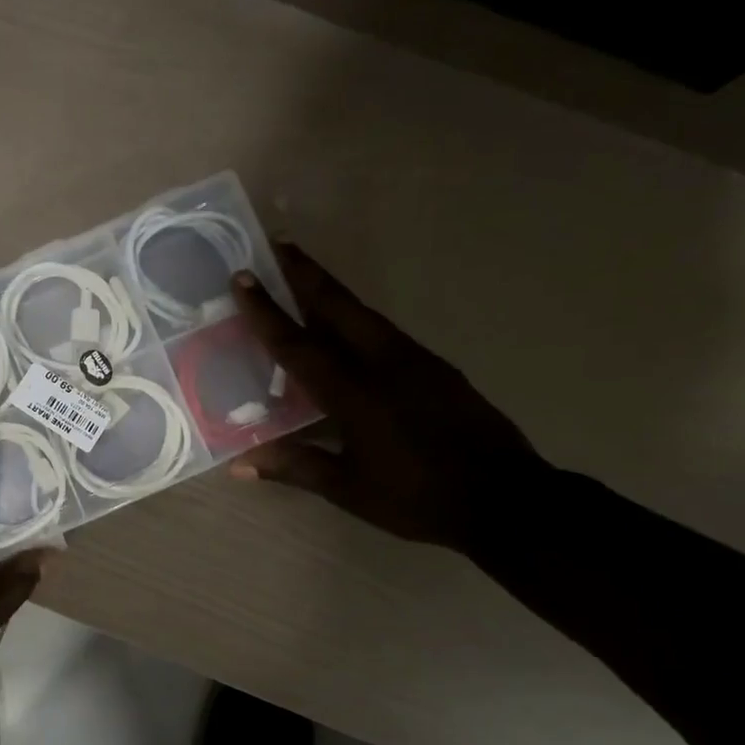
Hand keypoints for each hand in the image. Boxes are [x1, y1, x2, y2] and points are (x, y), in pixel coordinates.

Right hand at [229, 243, 549, 554]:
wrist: (506, 499)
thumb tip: (238, 465)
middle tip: (277, 246)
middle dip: (306, 274)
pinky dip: (357, 320)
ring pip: (365, 315)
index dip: (267, 312)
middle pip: (339, 307)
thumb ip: (295, 467)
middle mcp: (384, 364)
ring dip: (332, 293)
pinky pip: (385, 333)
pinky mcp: (437, 369)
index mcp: (355, 393)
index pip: (299, 345)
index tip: (243, 277)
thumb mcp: (349, 489)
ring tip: (305, 279)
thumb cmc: (417, 498)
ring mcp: (416, 361)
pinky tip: (349, 330)